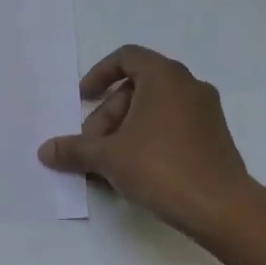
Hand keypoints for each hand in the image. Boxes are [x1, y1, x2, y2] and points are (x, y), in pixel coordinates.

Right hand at [38, 46, 255, 235]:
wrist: (219, 207)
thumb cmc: (160, 168)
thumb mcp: (107, 157)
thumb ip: (74, 150)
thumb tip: (45, 151)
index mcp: (165, 77)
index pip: (126, 57)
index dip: (98, 75)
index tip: (83, 100)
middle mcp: (189, 86)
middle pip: (135, 89)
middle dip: (106, 116)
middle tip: (90, 147)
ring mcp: (205, 112)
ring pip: (152, 111)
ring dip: (122, 132)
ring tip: (106, 166)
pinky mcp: (212, 137)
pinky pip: (169, 127)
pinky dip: (145, 141)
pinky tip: (131, 172)